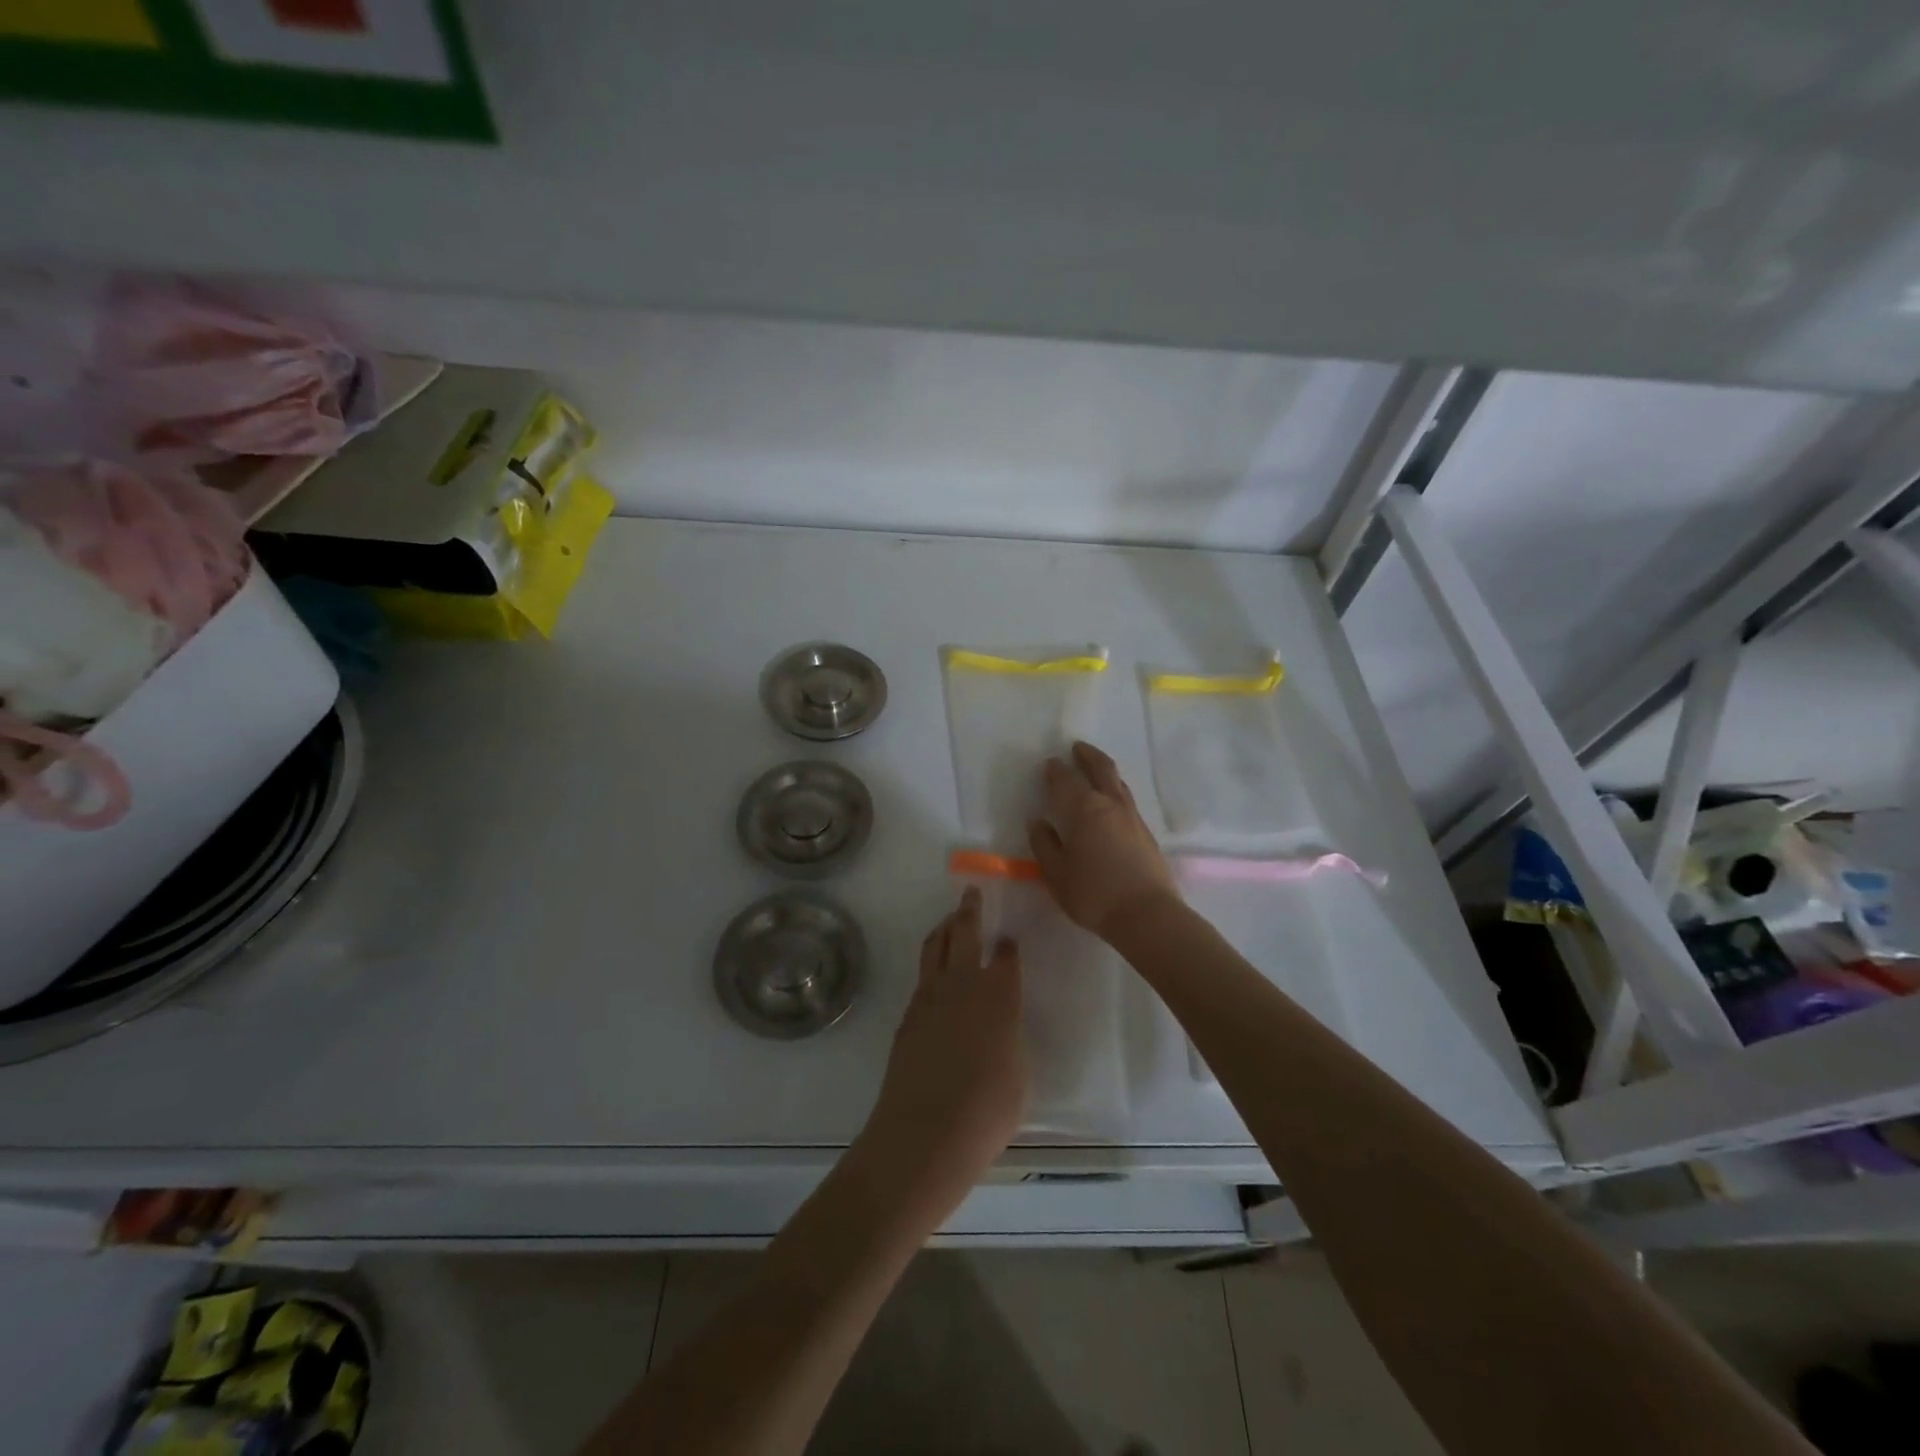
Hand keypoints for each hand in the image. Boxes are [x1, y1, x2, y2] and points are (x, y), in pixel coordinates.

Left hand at [859, 888, 1027, 1213]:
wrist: (926, 1132)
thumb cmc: (987, 1110)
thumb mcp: (1018, 1076)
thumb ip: (1010, 1040)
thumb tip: (1000, 1030)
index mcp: (999, 995)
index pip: (1005, 958)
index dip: (1008, 947)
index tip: (1008, 940)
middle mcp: (964, 985)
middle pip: (965, 934)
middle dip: (969, 910)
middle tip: (970, 894)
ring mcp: (930, 997)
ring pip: (936, 947)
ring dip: (945, 928)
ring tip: (950, 919)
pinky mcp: (908, 1014)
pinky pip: (922, 976)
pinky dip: (931, 963)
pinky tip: (935, 972)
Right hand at [1028, 741, 1179, 941]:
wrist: (1147, 916)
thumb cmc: (1094, 894)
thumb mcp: (1056, 874)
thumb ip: (1044, 845)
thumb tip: (1037, 822)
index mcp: (1084, 809)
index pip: (1065, 781)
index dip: (1055, 771)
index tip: (1049, 764)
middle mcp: (1110, 804)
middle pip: (1101, 768)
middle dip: (1087, 755)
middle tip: (1077, 748)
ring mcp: (1133, 817)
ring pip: (1118, 783)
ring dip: (1104, 771)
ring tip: (1094, 771)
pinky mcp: (1146, 833)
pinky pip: (1127, 800)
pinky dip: (1115, 791)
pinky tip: (1110, 804)